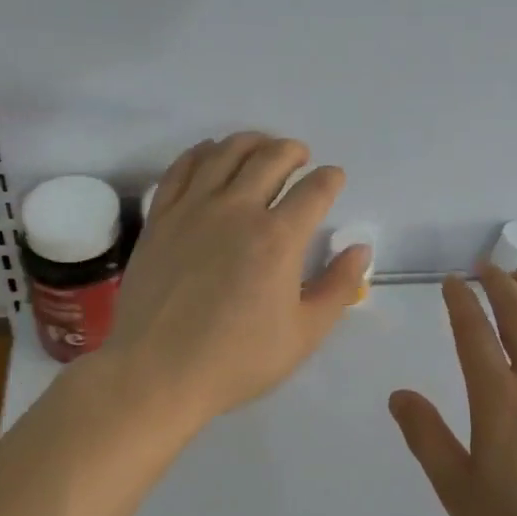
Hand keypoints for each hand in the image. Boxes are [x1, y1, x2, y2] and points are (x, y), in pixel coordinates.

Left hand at [101, 132, 370, 426]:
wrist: (157, 374)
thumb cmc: (237, 360)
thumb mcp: (304, 333)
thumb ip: (339, 287)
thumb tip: (359, 248)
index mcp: (278, 238)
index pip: (315, 189)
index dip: (331, 178)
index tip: (334, 179)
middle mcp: (237, 210)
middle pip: (272, 157)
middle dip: (294, 151)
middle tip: (301, 159)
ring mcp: (193, 209)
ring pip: (226, 152)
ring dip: (252, 142)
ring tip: (262, 148)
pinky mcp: (161, 217)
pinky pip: (183, 168)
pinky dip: (203, 152)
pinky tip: (211, 154)